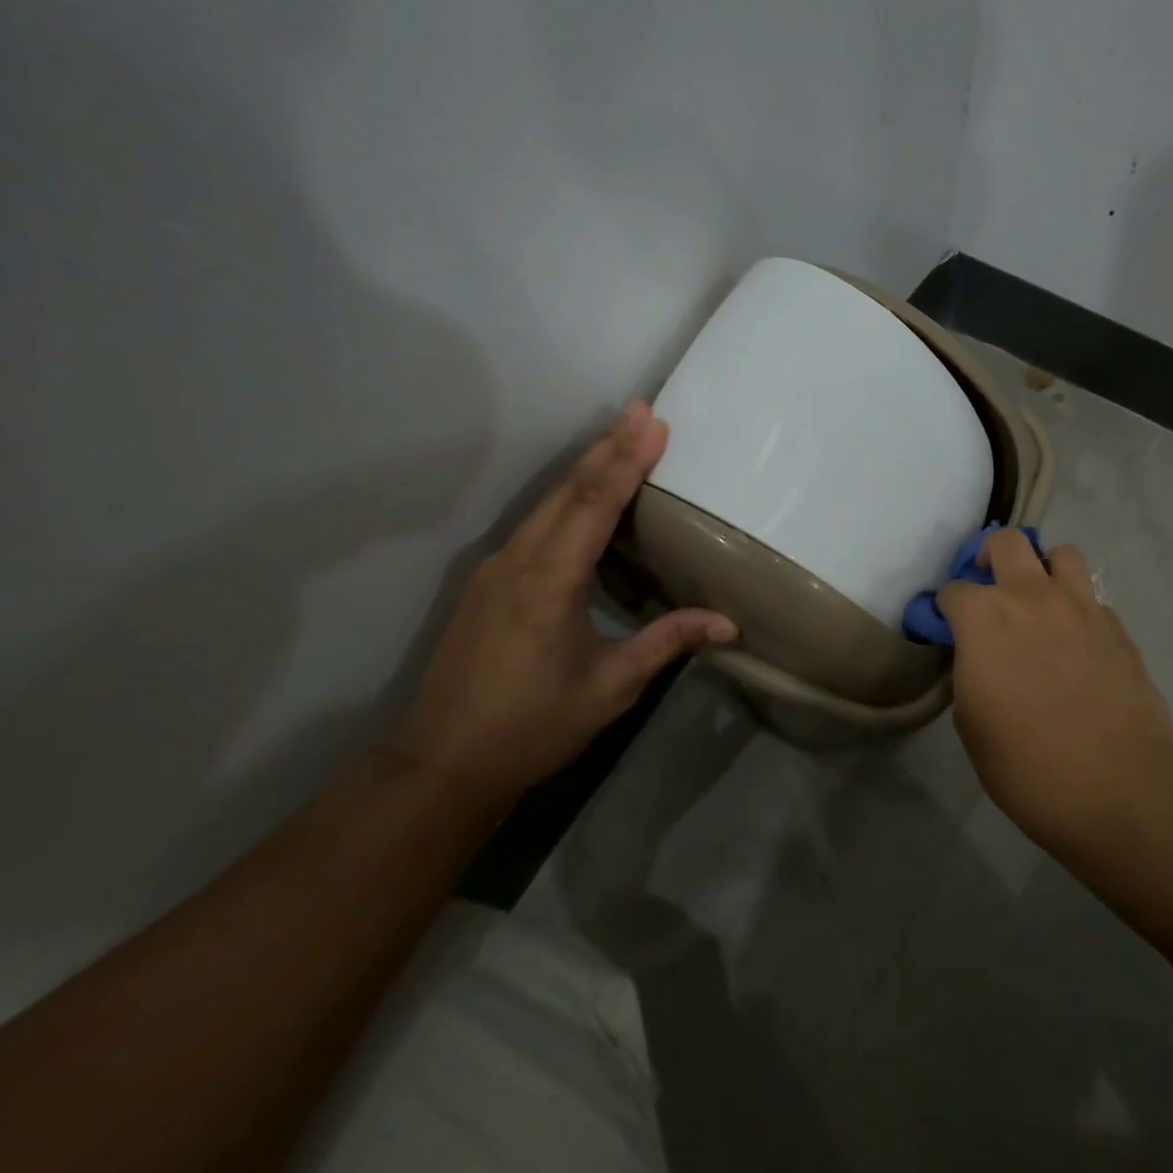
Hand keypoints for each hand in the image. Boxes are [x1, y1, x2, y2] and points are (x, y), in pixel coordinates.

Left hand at [390, 401, 735, 802]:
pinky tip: (582, 495)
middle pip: (568, 491)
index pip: (594, 505)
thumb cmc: (532, 725)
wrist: (443, 762)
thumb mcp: (611, 687)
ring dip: (586, 467)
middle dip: (607, 447)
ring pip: (547, 503)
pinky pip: (534, 523)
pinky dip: (566, 497)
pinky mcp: (488, 582)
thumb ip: (667, 642)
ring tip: (619, 437)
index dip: (626, 461)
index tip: (652, 424)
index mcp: (549, 582)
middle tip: (640, 409)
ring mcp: (496, 569)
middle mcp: (518, 561)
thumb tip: (729, 622)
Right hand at [940, 530, 1172, 847]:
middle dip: (990, 557)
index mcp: (986, 618)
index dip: (946, 609)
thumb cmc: (1028, 764)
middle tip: (989, 587)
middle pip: (1008, 542)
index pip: (954, 590)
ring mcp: (1081, 606)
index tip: (948, 628)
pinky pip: (1091, 598)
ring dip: (1044, 569)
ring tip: (1040, 601)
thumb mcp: (972, 724)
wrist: (1120, 786)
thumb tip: (981, 659)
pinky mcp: (1118, 627)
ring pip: (1061, 554)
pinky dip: (1077, 609)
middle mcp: (1032, 596)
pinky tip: (1076, 644)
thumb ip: (971, 673)